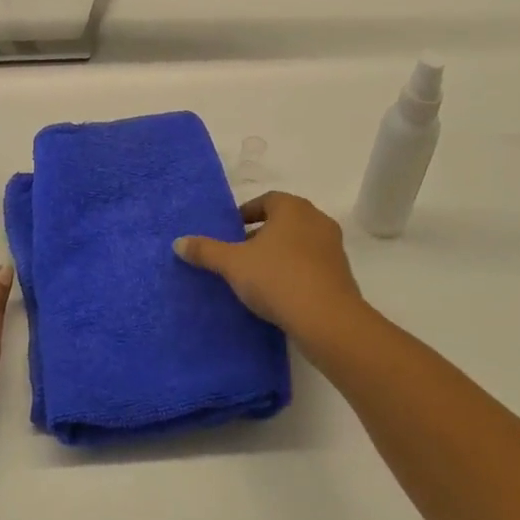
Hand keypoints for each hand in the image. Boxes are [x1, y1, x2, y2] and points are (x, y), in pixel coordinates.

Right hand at [174, 191, 373, 360]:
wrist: (327, 319)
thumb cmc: (277, 278)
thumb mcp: (233, 264)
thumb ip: (206, 250)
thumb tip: (178, 242)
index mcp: (292, 208)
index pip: (266, 200)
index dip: (246, 213)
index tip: (231, 231)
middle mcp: (317, 220)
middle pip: (283, 221)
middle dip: (261, 235)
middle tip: (239, 254)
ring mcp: (333, 247)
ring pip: (299, 243)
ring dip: (279, 254)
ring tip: (257, 276)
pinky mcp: (341, 274)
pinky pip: (312, 265)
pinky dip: (295, 271)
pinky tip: (280, 293)